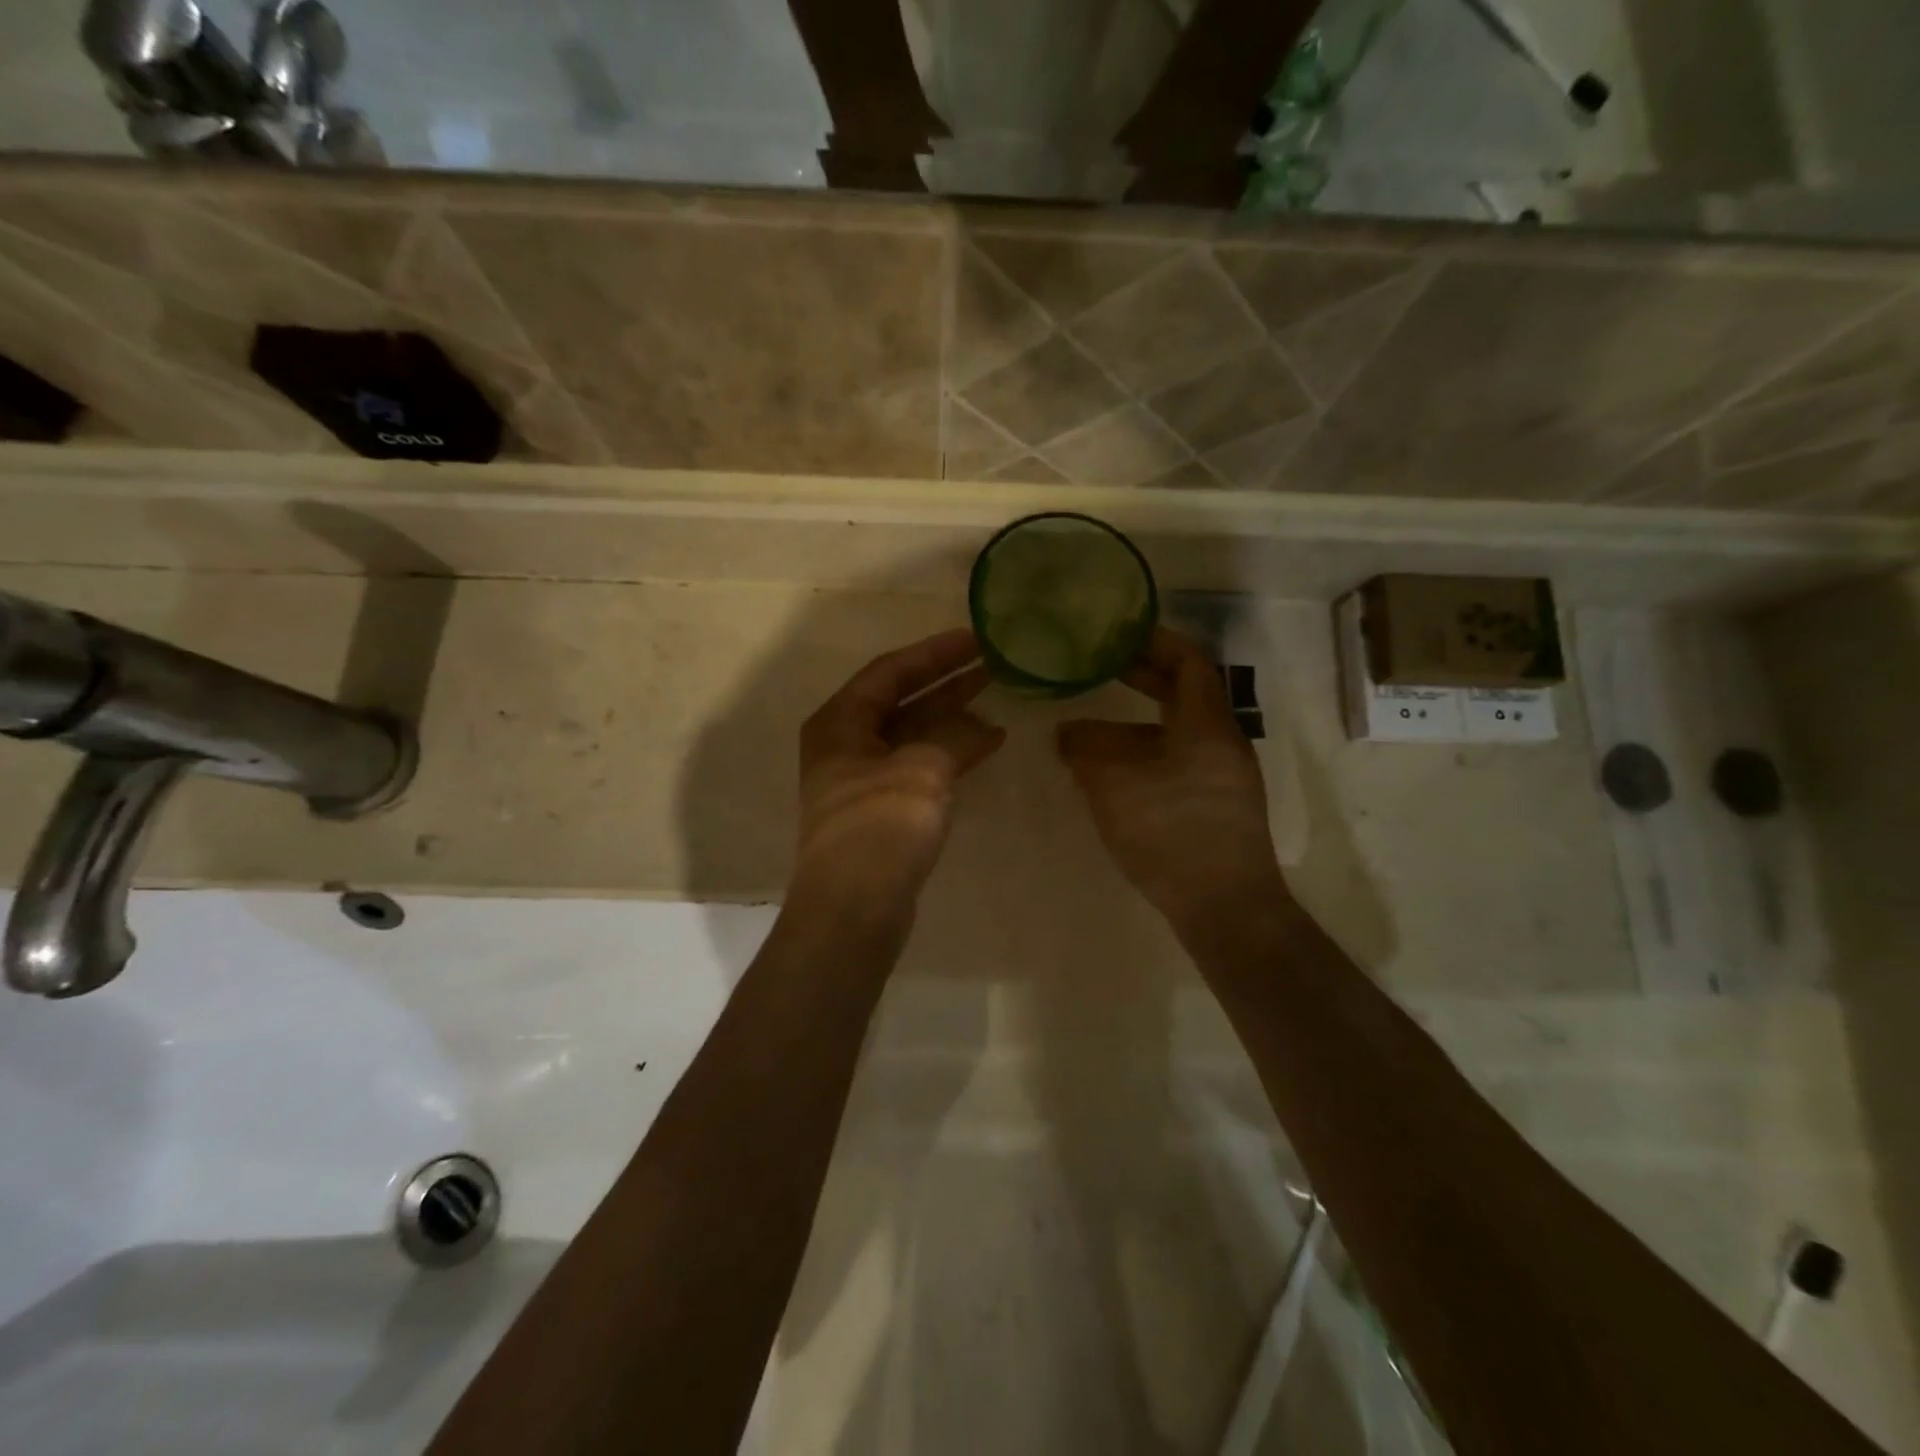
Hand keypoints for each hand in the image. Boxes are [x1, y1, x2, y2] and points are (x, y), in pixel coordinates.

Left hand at [795, 628, 1005, 913]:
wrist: (853, 910)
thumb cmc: (879, 828)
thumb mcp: (922, 770)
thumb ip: (954, 736)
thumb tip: (982, 725)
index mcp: (840, 722)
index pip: (891, 671)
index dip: (934, 653)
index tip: (975, 638)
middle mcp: (845, 744)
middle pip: (901, 699)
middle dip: (946, 681)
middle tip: (991, 663)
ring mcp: (862, 780)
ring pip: (913, 733)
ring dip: (952, 716)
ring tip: (996, 697)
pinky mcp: (882, 810)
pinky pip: (920, 766)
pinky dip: (950, 753)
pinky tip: (987, 745)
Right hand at [1058, 627, 1286, 930]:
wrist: (1226, 907)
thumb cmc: (1171, 832)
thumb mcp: (1114, 785)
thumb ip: (1086, 749)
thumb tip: (1067, 731)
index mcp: (1206, 724)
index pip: (1188, 661)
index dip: (1155, 641)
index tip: (1119, 633)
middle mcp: (1223, 741)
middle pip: (1186, 692)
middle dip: (1144, 677)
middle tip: (1101, 667)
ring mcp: (1225, 775)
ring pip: (1180, 730)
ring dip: (1140, 722)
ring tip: (1095, 728)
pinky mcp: (1219, 805)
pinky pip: (1181, 759)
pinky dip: (1149, 752)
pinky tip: (1117, 772)